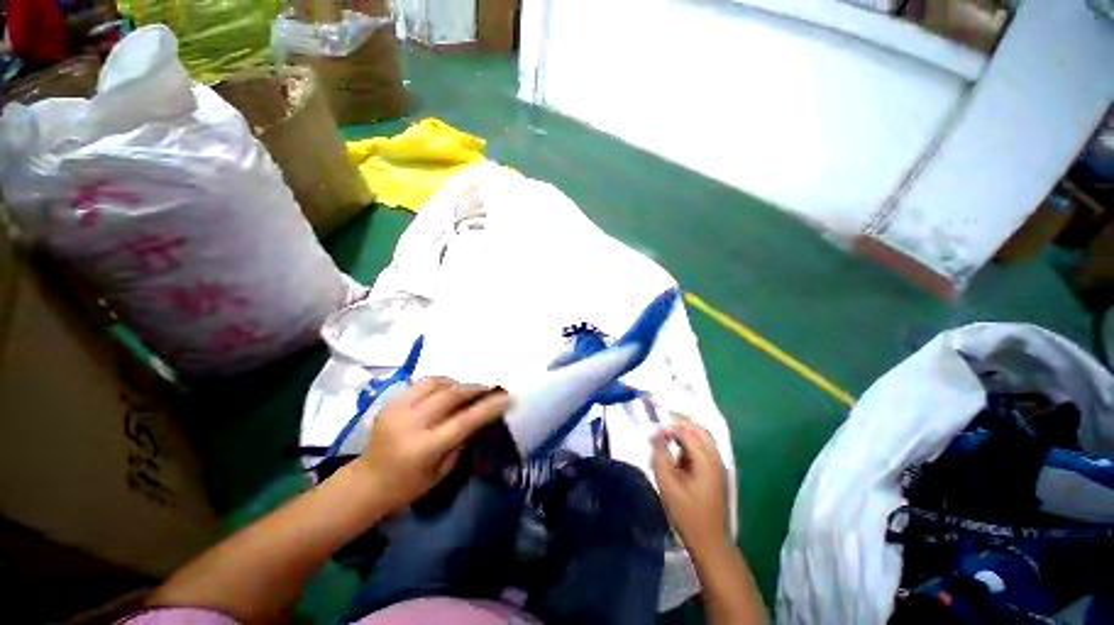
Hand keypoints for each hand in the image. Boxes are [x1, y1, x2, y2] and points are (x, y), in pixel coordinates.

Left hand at [355, 377, 509, 513]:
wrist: (366, 483)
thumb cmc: (407, 486)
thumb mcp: (441, 472)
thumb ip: (461, 441)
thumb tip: (478, 415)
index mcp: (424, 448)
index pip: (464, 420)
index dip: (488, 407)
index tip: (506, 397)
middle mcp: (410, 424)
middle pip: (451, 395)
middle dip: (476, 388)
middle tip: (492, 387)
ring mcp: (397, 409)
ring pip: (437, 383)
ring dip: (458, 383)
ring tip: (469, 389)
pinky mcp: (390, 402)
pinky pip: (422, 383)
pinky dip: (441, 383)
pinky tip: (447, 390)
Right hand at [651, 419, 730, 556]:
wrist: (710, 543)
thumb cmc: (688, 515)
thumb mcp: (668, 486)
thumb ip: (660, 457)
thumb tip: (656, 436)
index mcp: (706, 460)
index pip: (686, 431)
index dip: (668, 429)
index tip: (652, 436)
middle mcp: (715, 458)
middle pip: (699, 430)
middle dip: (679, 426)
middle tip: (661, 430)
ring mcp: (718, 466)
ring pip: (702, 439)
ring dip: (685, 435)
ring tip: (667, 443)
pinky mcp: (716, 473)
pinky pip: (703, 450)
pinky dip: (690, 446)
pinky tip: (678, 458)